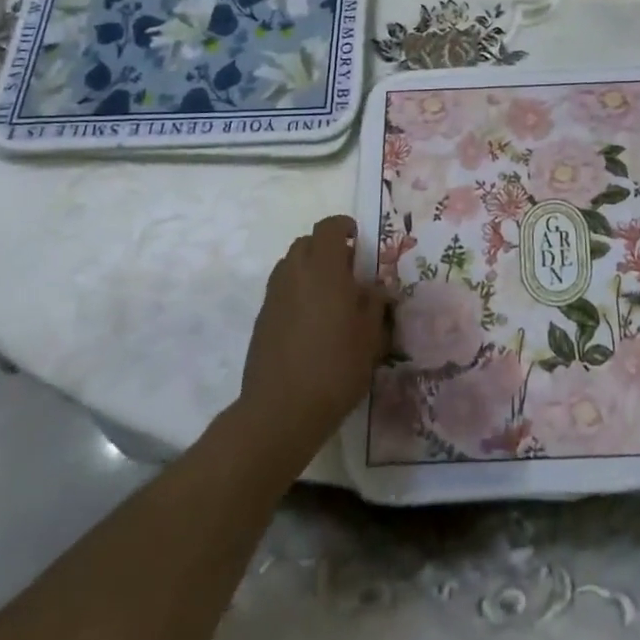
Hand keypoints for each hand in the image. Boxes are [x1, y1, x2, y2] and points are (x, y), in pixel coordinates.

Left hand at [237, 214, 389, 469]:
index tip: (359, 241)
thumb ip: (375, 304)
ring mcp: (274, 296)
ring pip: (291, 266)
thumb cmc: (335, 366)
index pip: (329, 227)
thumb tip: (378, 289)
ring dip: (309, 270)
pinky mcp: (261, 320)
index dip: (344, 227)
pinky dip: (296, 293)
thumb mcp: (370, 335)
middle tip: (347, 272)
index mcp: (324, 268)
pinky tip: (311, 323)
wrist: (280, 411)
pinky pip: (281, 291)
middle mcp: (295, 273)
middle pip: (306, 243)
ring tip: (329, 298)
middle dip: (326, 249)